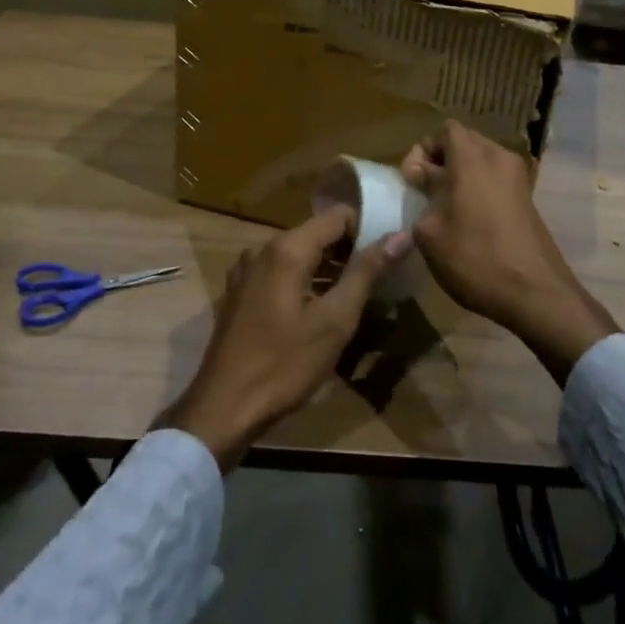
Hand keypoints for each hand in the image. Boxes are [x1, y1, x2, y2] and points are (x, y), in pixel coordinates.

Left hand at [167, 206, 408, 470]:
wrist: (224, 408)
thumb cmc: (284, 364)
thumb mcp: (335, 321)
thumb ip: (366, 272)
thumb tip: (400, 235)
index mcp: (286, 249)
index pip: (337, 216)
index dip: (367, 227)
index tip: (390, 250)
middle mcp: (262, 248)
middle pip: (316, 232)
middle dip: (349, 249)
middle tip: (379, 275)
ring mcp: (246, 270)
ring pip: (298, 253)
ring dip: (328, 267)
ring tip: (356, 292)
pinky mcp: (239, 291)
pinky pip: (280, 271)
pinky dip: (304, 279)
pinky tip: (320, 307)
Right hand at [402, 121, 616, 383]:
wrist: (535, 293)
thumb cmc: (475, 258)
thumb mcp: (431, 232)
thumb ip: (423, 195)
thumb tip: (423, 179)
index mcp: (472, 157)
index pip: (445, 130)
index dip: (423, 149)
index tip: (413, 180)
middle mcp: (498, 157)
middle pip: (464, 141)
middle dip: (440, 161)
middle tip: (424, 192)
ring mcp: (518, 178)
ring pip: (481, 161)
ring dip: (460, 176)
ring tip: (444, 208)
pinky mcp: (527, 198)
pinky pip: (495, 179)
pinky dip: (478, 188)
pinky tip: (467, 220)